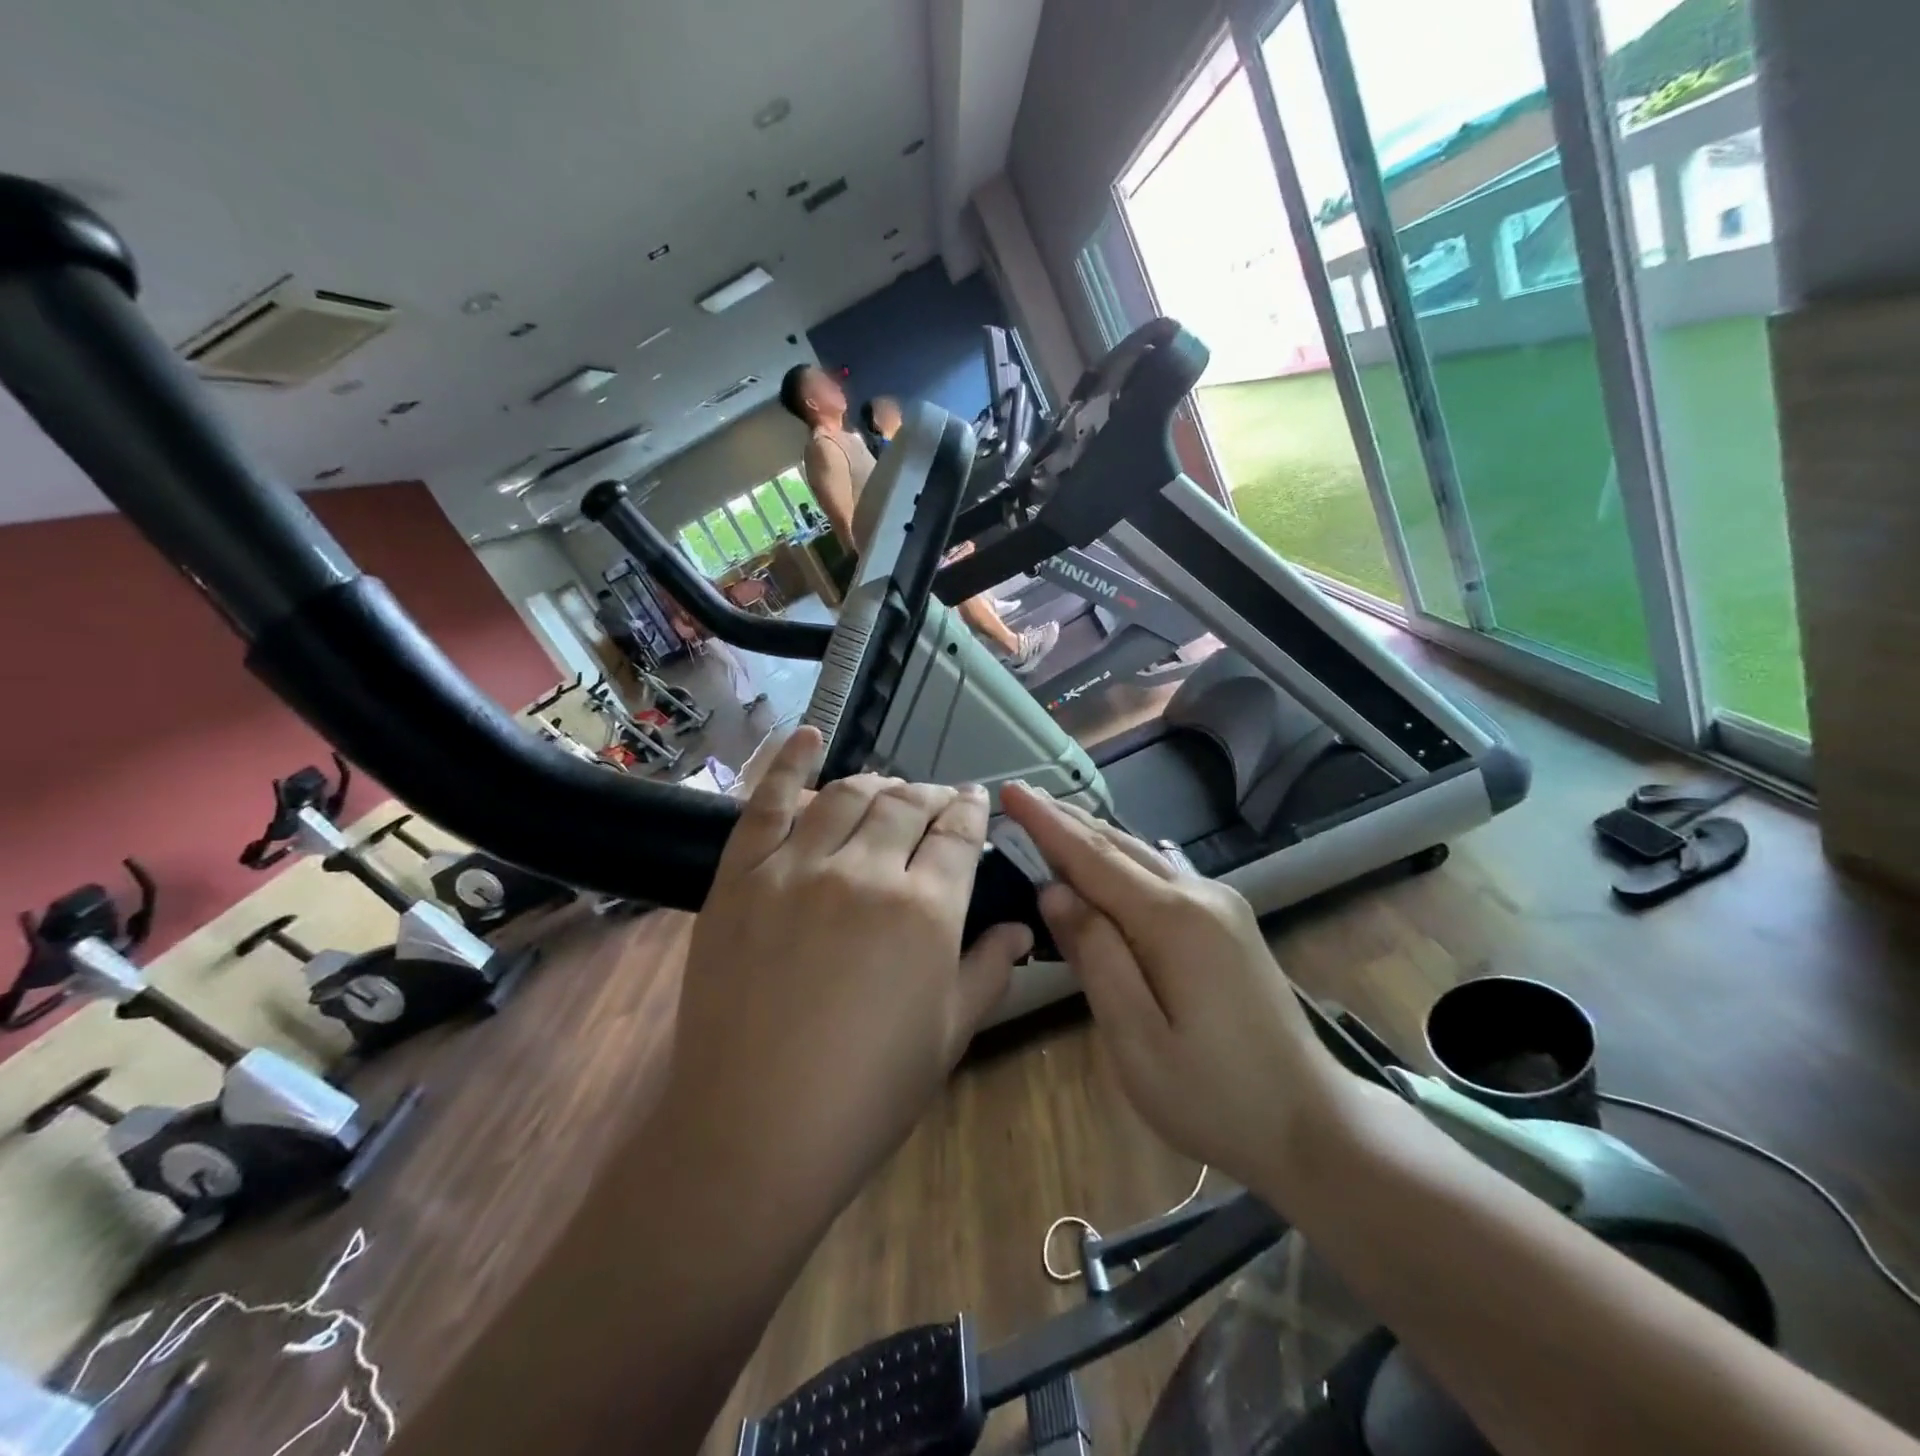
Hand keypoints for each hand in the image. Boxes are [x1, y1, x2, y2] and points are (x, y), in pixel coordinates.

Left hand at [669, 728, 1031, 1208]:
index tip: (975, 803)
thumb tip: (1021, 926)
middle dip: (931, 796)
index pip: (957, 834)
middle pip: (908, 805)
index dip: (971, 812)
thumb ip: (989, 969)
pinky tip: (808, 736)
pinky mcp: (742, 876)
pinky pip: (768, 802)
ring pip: (849, 795)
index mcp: (925, 910)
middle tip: (937, 803)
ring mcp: (797, 867)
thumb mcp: (949, 1036)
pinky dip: (791, 762)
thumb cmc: (867, 1093)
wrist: (754, 1129)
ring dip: (878, 784)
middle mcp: (865, 872)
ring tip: (889, 790)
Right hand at [999, 784, 1345, 1198]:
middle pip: (1118, 846)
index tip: (1010, 789)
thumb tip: (1055, 892)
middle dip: (1065, 820)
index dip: (1047, 824)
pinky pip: (1162, 875)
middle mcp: (1199, 896)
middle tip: (1019, 795)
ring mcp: (1220, 906)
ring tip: (1049, 818)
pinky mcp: (1228, 923)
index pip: (1093, 857)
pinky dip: (1121, 861)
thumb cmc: (1214, 1095)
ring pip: (1142, 856)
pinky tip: (1104, 862)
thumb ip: (1096, 957)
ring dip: (1092, 837)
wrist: (1314, 1125)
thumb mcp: (1137, 1039)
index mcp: (1172, 921)